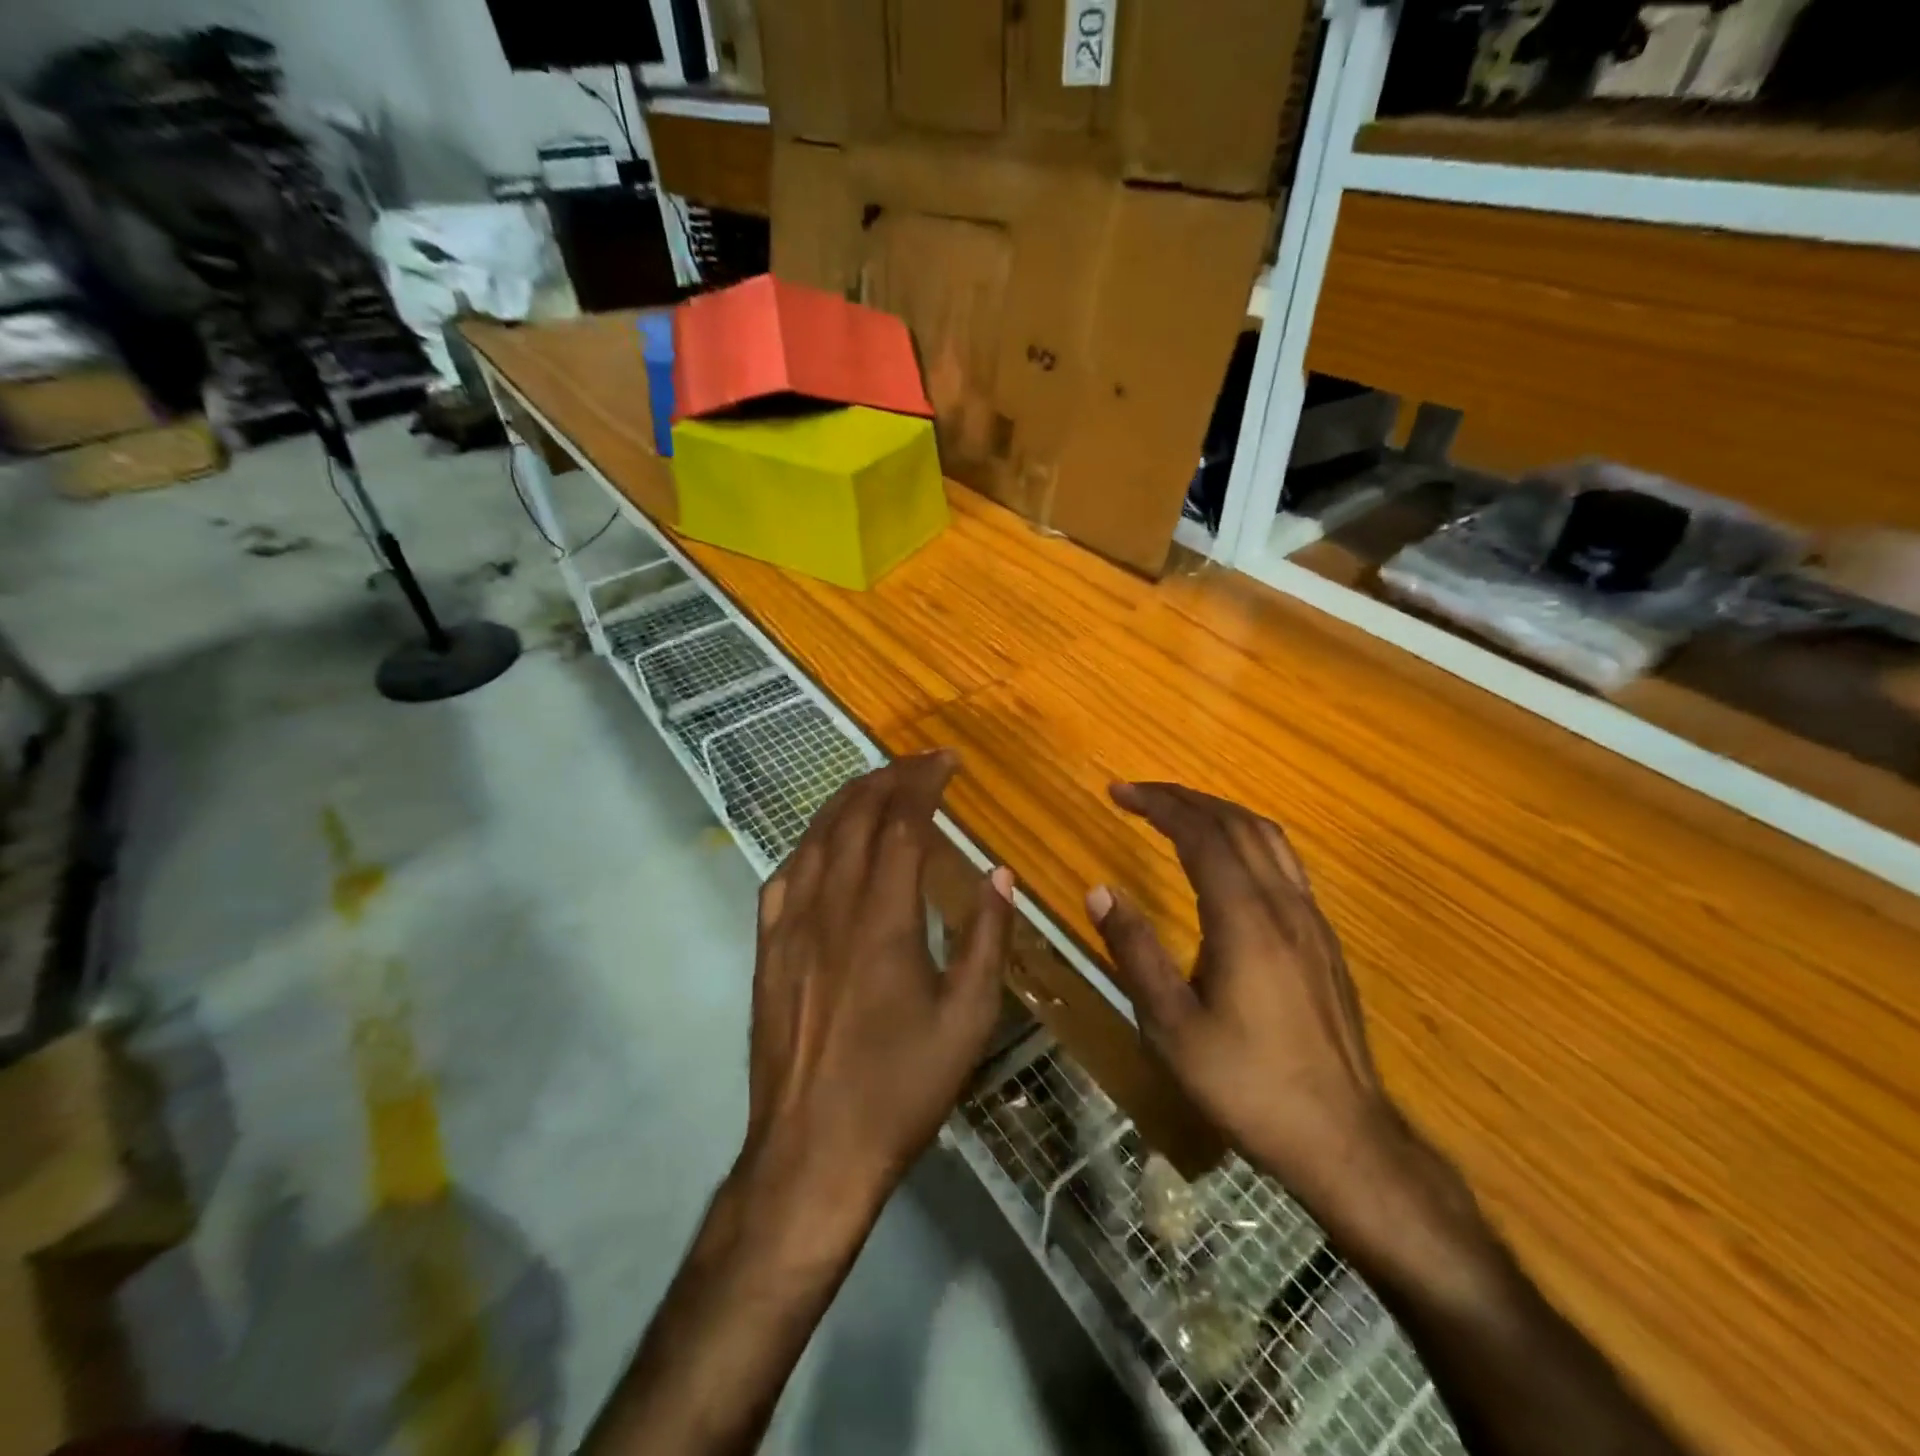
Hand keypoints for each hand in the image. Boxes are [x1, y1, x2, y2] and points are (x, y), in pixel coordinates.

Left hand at [740, 750, 1014, 1228]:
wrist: (812, 1151)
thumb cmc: (901, 1087)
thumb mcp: (968, 1019)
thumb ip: (986, 937)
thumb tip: (999, 873)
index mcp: (884, 918)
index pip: (902, 822)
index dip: (924, 782)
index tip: (948, 761)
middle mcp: (831, 906)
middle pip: (855, 816)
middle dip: (889, 778)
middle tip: (920, 763)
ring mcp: (790, 926)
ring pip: (815, 837)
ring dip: (848, 800)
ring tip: (878, 785)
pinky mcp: (767, 949)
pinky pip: (785, 875)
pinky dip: (810, 843)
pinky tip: (824, 844)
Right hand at [1086, 782, 1403, 1222]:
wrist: (1344, 1140)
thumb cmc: (1247, 1084)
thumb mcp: (1172, 1026)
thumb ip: (1135, 951)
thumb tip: (1099, 890)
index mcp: (1244, 919)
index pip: (1201, 834)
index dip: (1159, 804)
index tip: (1119, 791)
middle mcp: (1283, 904)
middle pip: (1237, 824)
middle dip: (1185, 798)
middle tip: (1139, 793)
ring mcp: (1312, 920)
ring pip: (1269, 838)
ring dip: (1220, 812)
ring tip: (1179, 812)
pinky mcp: (1324, 940)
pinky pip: (1285, 862)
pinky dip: (1247, 838)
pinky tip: (1230, 860)